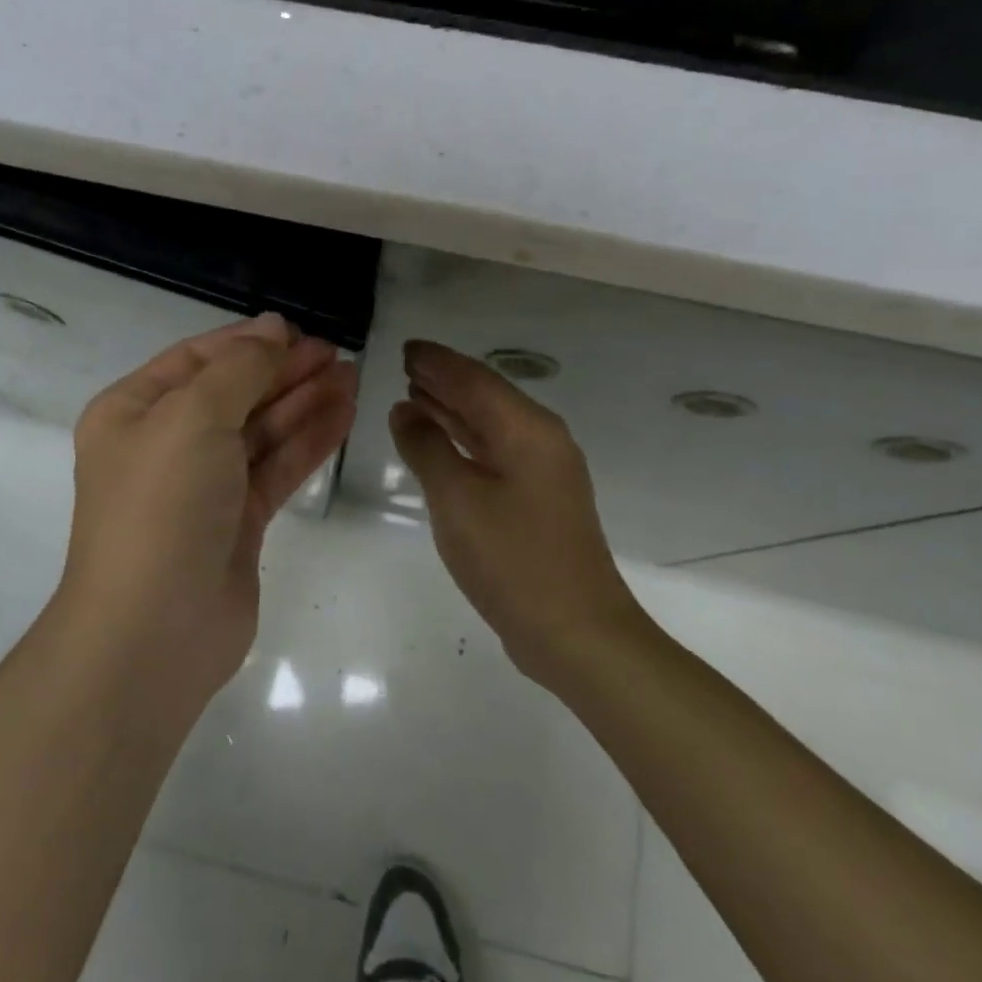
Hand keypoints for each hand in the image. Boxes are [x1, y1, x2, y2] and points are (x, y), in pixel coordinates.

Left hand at [60, 313, 357, 706]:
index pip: (196, 359)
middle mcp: (165, 444)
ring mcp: (203, 485)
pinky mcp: (237, 521)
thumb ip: (239, 368)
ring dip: (304, 402)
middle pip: (233, 392)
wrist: (155, 631)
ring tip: (352, 376)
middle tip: (337, 353)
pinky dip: (308, 441)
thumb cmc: (162, 505)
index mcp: (134, 411)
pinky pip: (276, 467)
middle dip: (283, 371)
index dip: (248, 341)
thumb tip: (273, 330)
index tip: (299, 331)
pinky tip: (344, 415)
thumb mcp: (193, 417)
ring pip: (260, 430)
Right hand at [390, 340, 647, 686]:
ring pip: (490, 425)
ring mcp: (543, 471)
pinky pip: (494, 452)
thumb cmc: (512, 559)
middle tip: (406, 364)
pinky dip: (464, 440)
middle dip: (445, 380)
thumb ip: (427, 448)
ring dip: (453, 408)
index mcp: (527, 430)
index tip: (406, 348)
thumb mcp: (457, 499)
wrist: (576, 633)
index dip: (438, 362)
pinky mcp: (538, 499)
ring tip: (414, 393)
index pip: (474, 380)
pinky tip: (440, 442)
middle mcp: (541, 440)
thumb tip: (405, 411)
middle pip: (485, 397)